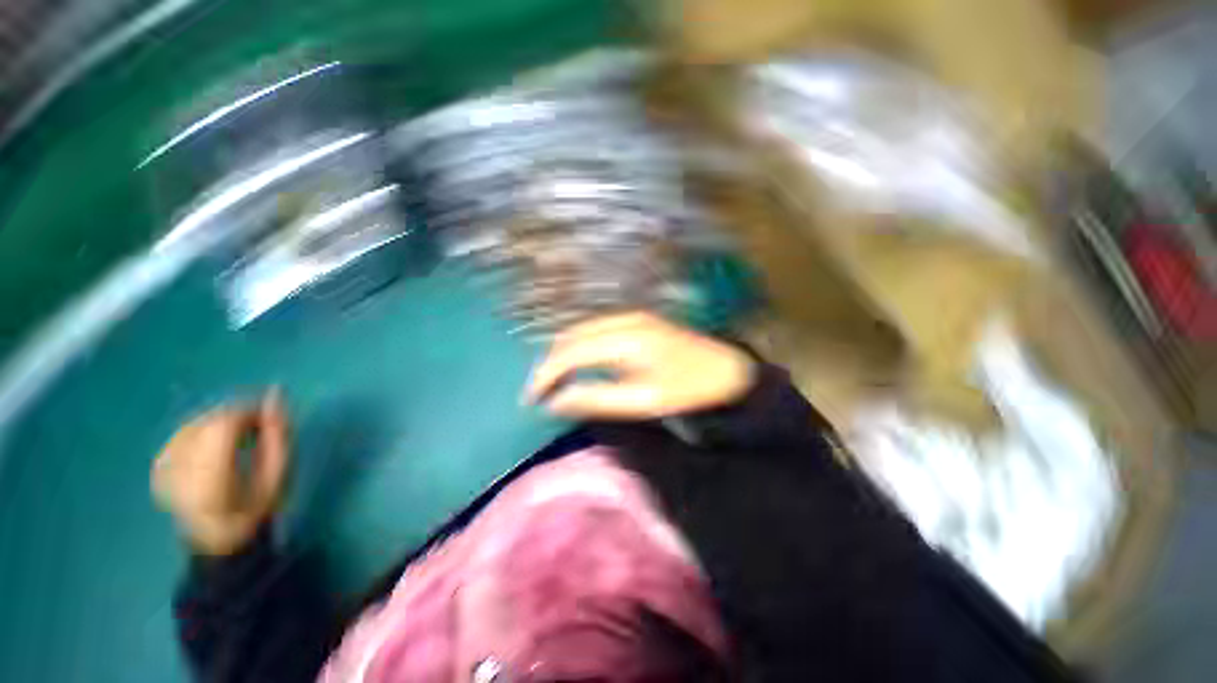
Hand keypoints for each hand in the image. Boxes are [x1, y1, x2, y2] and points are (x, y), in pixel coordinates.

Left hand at [152, 391, 288, 555]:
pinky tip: (216, 442)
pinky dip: (204, 430)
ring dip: (222, 422)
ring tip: (241, 435)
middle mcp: (180, 473)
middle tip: (258, 425)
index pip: (223, 427)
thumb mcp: (279, 475)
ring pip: (195, 423)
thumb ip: (278, 435)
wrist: (217, 538)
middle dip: (237, 415)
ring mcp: (163, 469)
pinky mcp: (158, 466)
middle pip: (208, 422)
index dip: (248, 411)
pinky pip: (182, 433)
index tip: (269, 414)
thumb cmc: (256, 507)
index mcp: (211, 482)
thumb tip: (275, 393)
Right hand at [525, 312, 755, 419]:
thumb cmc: (688, 390)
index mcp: (625, 339)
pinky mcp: (636, 320)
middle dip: (549, 364)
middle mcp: (623, 319)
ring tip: (552, 382)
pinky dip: (579, 348)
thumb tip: (555, 402)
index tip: (530, 400)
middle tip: (538, 393)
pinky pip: (595, 331)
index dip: (544, 375)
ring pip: (581, 332)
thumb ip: (597, 399)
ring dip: (562, 355)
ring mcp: (630, 316)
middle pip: (570, 337)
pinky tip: (578, 365)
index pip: (569, 352)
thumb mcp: (643, 401)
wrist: (727, 369)